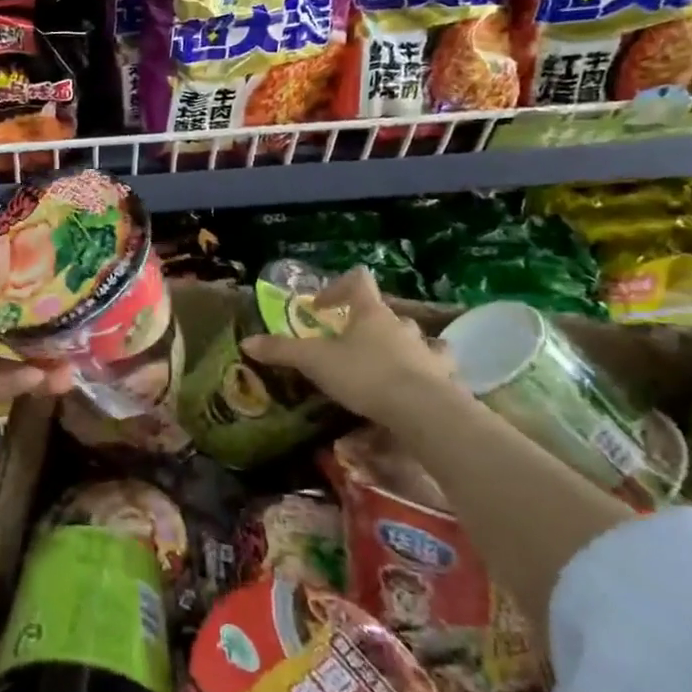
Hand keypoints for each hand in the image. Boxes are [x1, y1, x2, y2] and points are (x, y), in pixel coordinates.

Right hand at [240, 268, 455, 433]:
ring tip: (388, 363)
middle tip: (349, 342)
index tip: (320, 307)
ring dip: (402, 345)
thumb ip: (282, 351)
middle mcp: (401, 325)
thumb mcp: (315, 362)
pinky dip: (427, 373)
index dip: (338, 287)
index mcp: (370, 313)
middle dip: (367, 323)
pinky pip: (437, 368)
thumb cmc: (365, 375)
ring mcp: (427, 350)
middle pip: (384, 312)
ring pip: (416, 338)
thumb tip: (246, 342)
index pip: (358, 280)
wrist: (423, 411)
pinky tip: (418, 386)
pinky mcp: (444, 378)